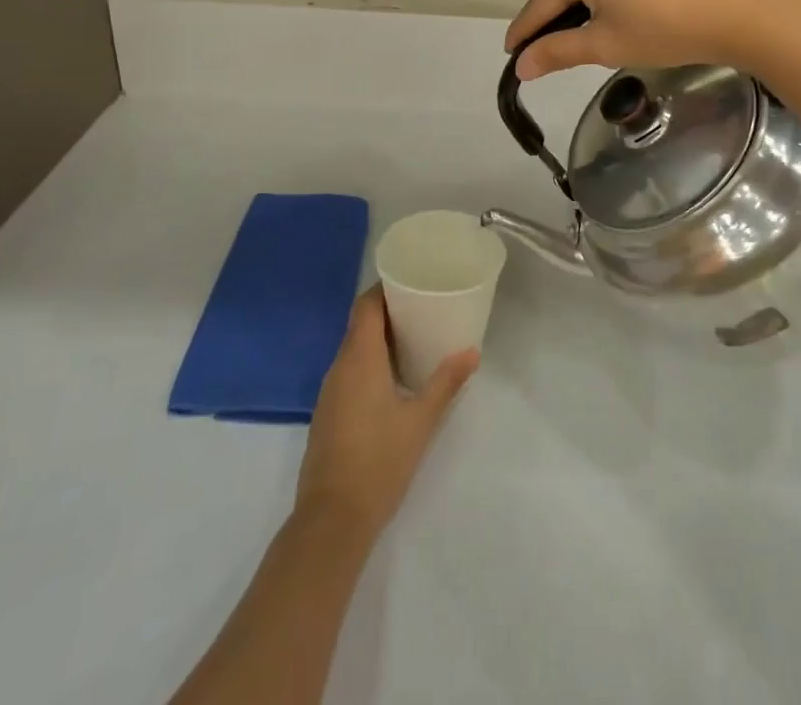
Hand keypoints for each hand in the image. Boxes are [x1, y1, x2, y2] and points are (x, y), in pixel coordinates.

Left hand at [296, 288, 476, 540]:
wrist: (332, 520)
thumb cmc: (379, 461)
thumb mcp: (421, 420)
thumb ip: (446, 383)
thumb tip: (472, 351)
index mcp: (359, 358)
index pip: (366, 305)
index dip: (385, 288)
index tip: (411, 280)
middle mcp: (339, 367)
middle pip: (360, 324)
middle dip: (388, 311)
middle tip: (423, 307)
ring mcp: (330, 392)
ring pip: (354, 349)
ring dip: (379, 339)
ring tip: (414, 338)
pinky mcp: (328, 414)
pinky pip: (349, 372)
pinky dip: (370, 363)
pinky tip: (393, 378)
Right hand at [505, 0, 798, 79]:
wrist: (746, 7)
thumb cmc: (668, 30)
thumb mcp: (608, 46)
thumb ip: (559, 51)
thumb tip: (520, 66)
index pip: (545, 1)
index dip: (528, 29)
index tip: (512, 50)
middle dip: (569, 7)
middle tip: (568, 37)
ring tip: (618, 14)